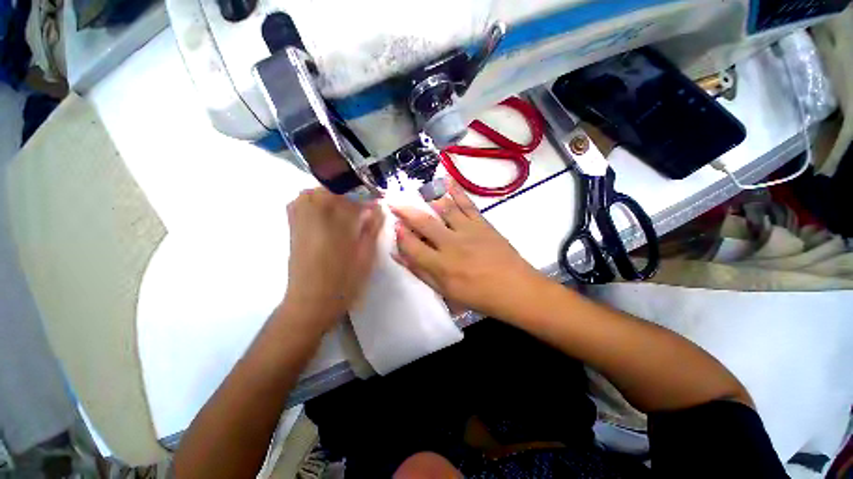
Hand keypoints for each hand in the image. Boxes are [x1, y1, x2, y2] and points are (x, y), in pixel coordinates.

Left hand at [284, 188, 382, 330]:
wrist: (310, 303)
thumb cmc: (344, 282)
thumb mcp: (366, 255)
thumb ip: (373, 227)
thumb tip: (379, 206)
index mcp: (337, 219)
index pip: (354, 192)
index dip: (368, 192)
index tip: (377, 199)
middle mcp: (315, 211)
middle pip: (332, 185)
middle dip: (351, 190)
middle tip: (364, 205)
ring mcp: (299, 217)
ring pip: (316, 190)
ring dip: (334, 194)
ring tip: (347, 208)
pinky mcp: (292, 225)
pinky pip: (303, 200)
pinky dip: (317, 200)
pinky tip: (328, 213)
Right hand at [390, 179, 547, 319]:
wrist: (516, 290)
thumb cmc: (479, 296)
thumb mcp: (446, 292)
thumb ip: (421, 272)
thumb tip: (400, 255)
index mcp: (441, 266)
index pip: (412, 246)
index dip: (401, 235)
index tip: (394, 225)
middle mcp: (452, 244)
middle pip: (424, 223)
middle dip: (406, 211)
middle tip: (393, 201)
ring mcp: (468, 231)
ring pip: (444, 209)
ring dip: (428, 197)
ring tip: (416, 190)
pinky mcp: (483, 223)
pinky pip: (467, 204)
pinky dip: (456, 191)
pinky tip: (447, 180)